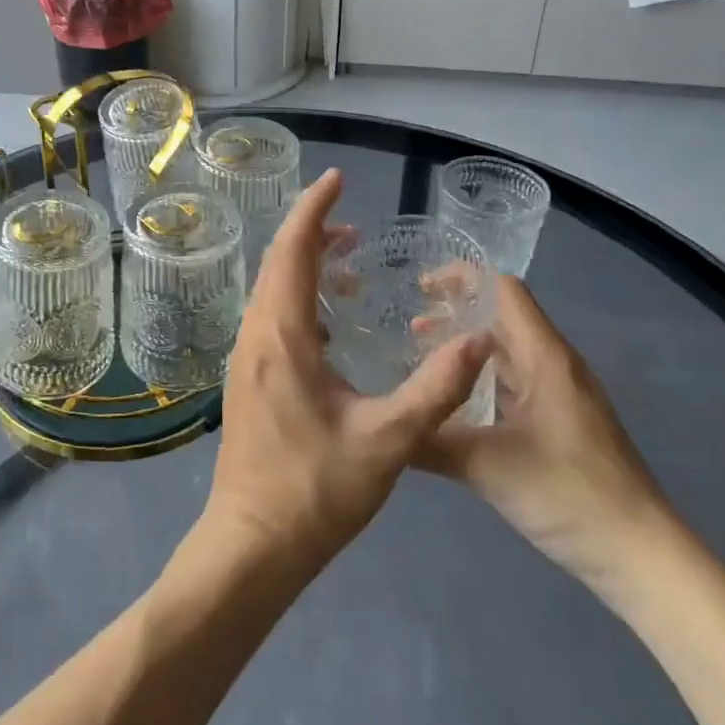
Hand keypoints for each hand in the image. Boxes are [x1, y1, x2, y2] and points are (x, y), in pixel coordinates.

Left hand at [195, 170, 492, 585]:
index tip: (337, 180)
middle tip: (353, 225)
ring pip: (272, 289)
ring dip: (305, 266)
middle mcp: (256, 333)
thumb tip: (478, 340)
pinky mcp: (248, 376)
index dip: (315, 209)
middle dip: (312, 232)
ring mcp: (246, 355)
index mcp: (282, 334)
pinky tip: (332, 324)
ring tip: (349, 266)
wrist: (253, 544)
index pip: (294, 249)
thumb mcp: (388, 441)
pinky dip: (299, 298)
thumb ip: (435, 388)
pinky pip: (272, 315)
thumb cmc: (316, 490)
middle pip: (278, 261)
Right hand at [416, 274, 677, 596]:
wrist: (642, 558)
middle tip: (408, 323)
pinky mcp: (562, 421)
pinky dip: (481, 377)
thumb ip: (430, 439)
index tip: (419, 287)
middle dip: (456, 311)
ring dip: (467, 346)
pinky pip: (515, 380)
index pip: (503, 289)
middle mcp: (554, 364)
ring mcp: (561, 393)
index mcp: (544, 357)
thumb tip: (383, 423)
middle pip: (503, 315)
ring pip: (508, 350)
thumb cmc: (569, 495)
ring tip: (421, 356)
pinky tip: (455, 401)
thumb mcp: (487, 466)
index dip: (462, 278)